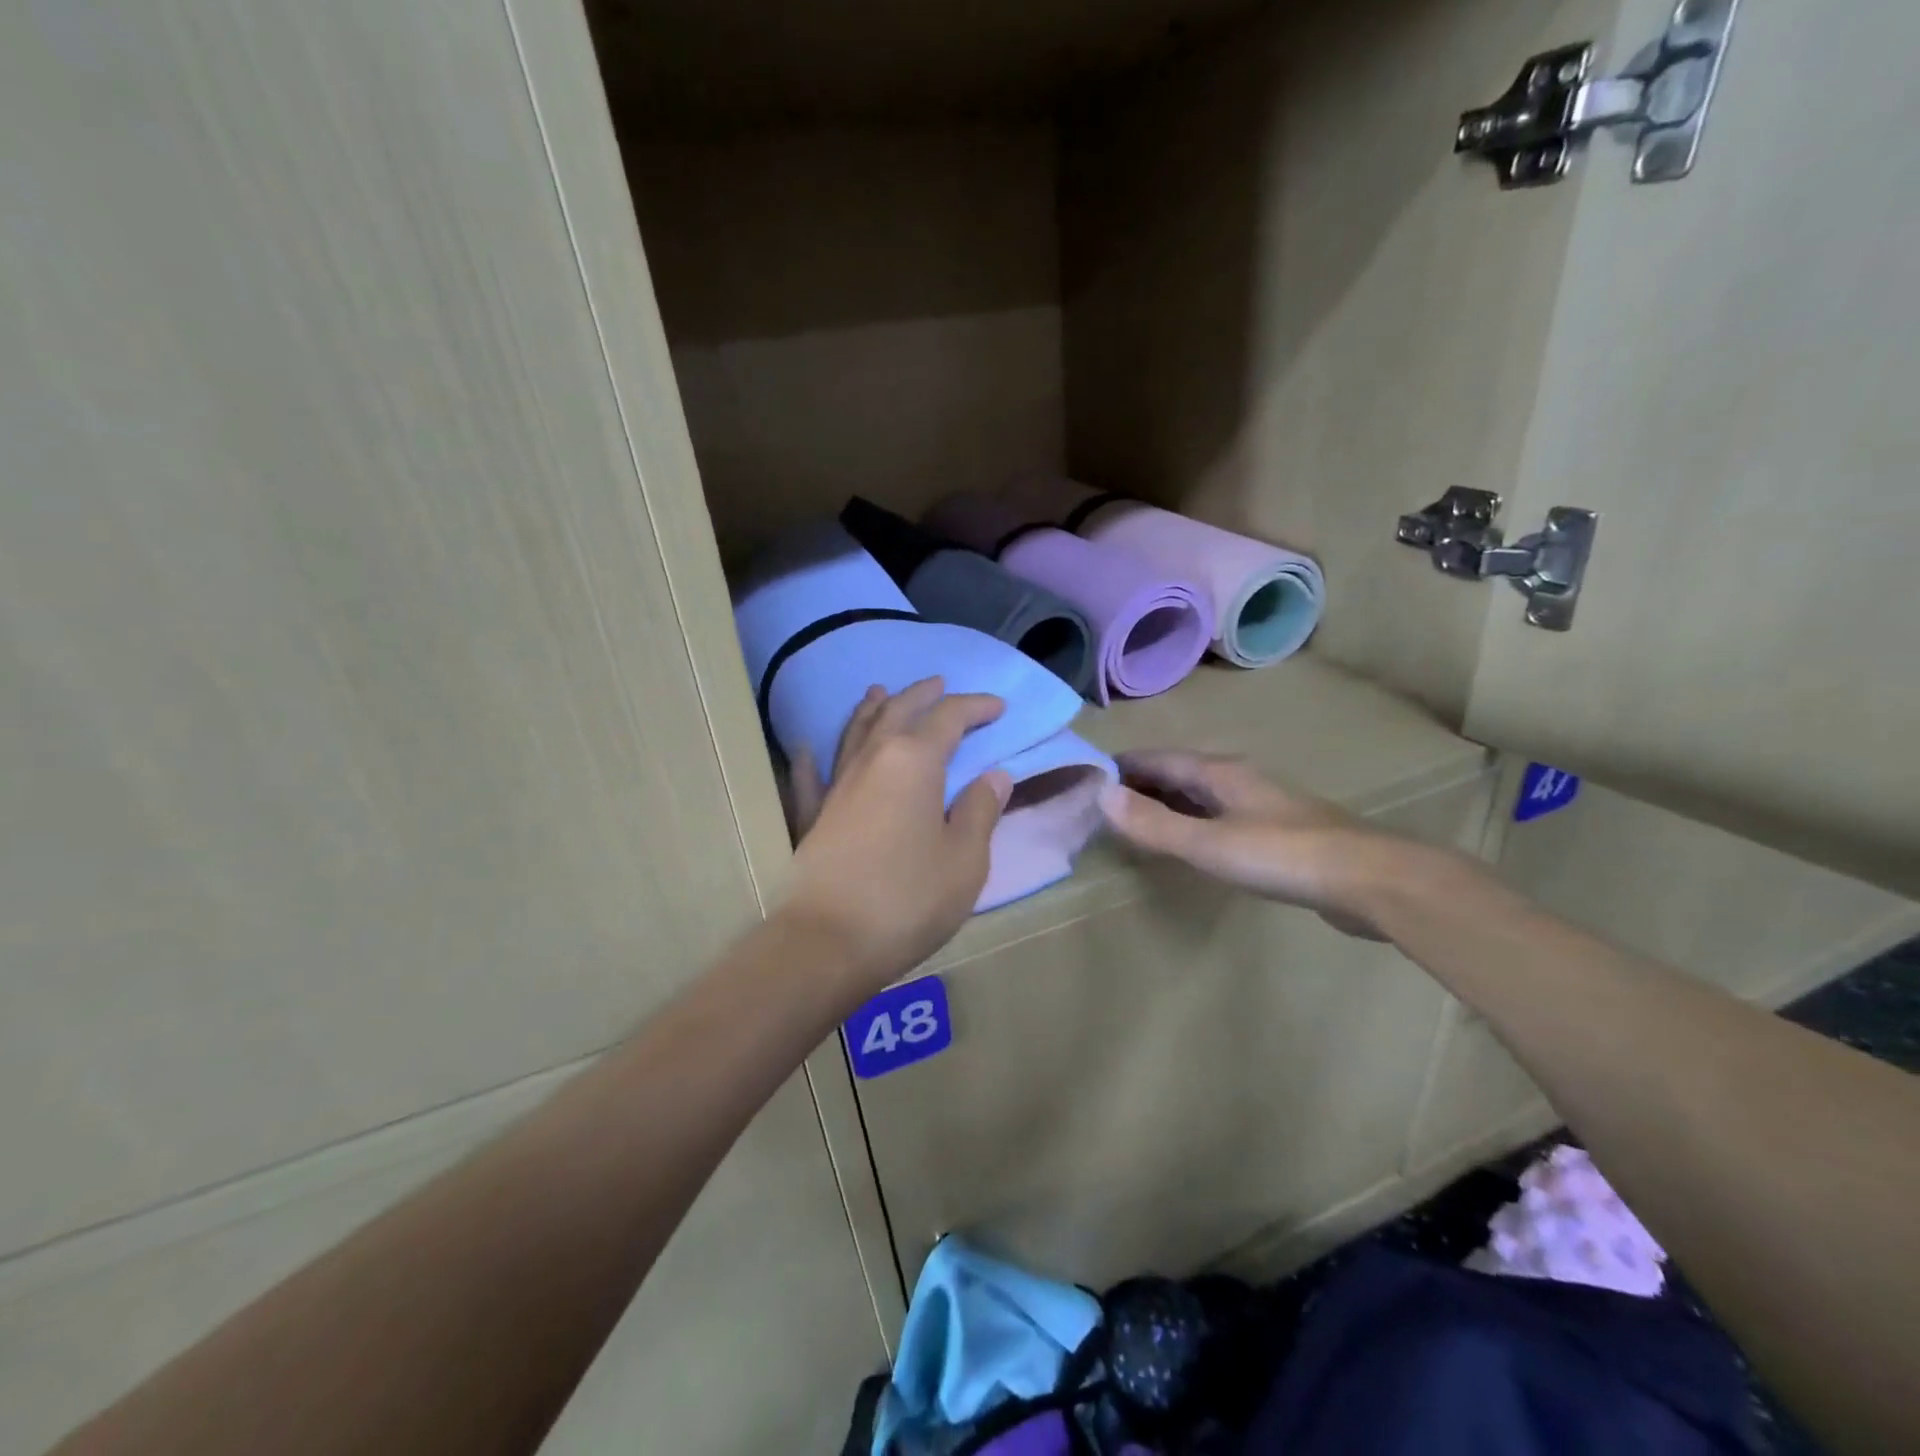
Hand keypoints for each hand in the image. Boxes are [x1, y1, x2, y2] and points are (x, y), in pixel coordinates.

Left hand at [780, 678, 1012, 989]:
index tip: (997, 707)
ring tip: (881, 691)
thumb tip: (994, 775)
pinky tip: (806, 749)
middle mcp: (872, 760)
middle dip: (922, 694)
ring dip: (872, 708)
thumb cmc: (908, 899)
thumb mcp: (965, 860)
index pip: (949, 718)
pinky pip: (810, 776)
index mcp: (914, 762)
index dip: (975, 707)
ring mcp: (835, 786)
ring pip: (855, 732)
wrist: (828, 942)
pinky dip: (811, 758)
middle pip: (897, 712)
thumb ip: (981, 811)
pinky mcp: (811, 816)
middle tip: (941, 684)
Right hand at [1099, 750, 1408, 938]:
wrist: (1369, 879)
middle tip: (1101, 805)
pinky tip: (1187, 843)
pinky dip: (1190, 823)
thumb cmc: (1282, 855)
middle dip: (1140, 785)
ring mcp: (1259, 805)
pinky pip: (1217, 818)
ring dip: (1165, 804)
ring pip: (1199, 796)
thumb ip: (1154, 823)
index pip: (1157, 759)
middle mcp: (1236, 780)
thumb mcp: (1207, 843)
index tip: (1086, 777)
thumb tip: (1100, 795)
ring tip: (1134, 823)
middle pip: (1177, 774)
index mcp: (1218, 773)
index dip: (1121, 766)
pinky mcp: (1276, 833)